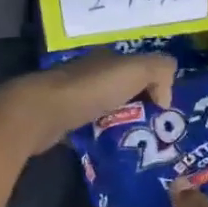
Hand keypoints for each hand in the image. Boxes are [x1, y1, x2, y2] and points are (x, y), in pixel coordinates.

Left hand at [0, 52, 177, 159]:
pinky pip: (92, 126)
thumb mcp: (136, 70)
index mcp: (109, 59)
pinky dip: (103, 135)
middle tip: (156, 131)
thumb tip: (165, 98)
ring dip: (123, 123)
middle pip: (125, 89)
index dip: (156, 85)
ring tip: (138, 143)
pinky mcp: (63, 119)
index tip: (165, 110)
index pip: (140, 68)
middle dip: (141, 107)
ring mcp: (74, 96)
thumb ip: (161, 71)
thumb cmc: (91, 89)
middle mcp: (91, 74)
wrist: (42, 112)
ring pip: (109, 109)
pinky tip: (112, 147)